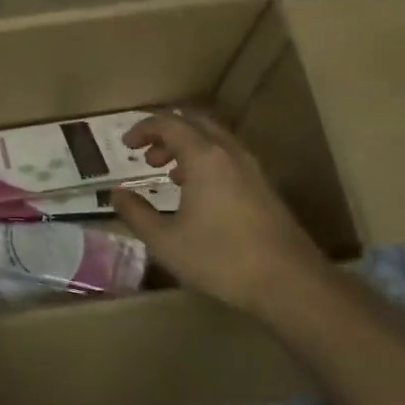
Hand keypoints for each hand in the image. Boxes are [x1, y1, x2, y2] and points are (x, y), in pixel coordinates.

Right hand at [111, 110, 337, 323]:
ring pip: (214, 140)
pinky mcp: (264, 187)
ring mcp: (251, 169)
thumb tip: (116, 193)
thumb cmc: (220, 258)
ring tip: (168, 173)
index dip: (143, 129)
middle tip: (146, 155)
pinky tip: (198, 194)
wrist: (289, 282)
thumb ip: (135, 213)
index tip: (126, 146)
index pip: (169, 123)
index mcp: (204, 157)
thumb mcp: (164, 240)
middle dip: (166, 133)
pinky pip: (228, 158)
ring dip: (187, 147)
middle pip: (194, 123)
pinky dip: (206, 161)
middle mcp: (229, 153)